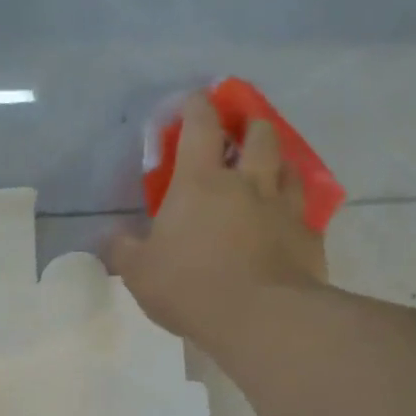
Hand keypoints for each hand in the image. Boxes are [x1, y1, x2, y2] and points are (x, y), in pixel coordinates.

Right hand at [108, 91, 327, 343]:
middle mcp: (246, 184)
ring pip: (288, 168)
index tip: (195, 98)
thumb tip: (108, 236)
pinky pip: (304, 212)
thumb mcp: (138, 271)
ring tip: (271, 166)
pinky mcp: (308, 237)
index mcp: (200, 184)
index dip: (197, 108)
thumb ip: (122, 249)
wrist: (260, 317)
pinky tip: (289, 219)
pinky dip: (294, 208)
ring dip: (278, 159)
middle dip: (249, 125)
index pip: (200, 128)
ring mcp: (283, 209)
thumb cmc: (189, 286)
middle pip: (258, 137)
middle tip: (242, 128)